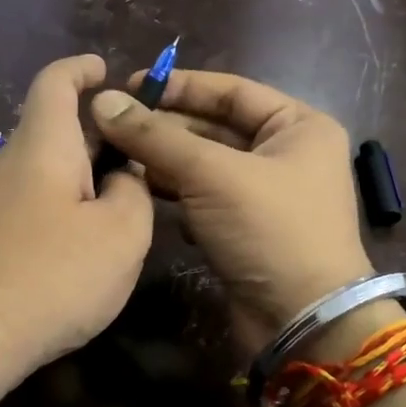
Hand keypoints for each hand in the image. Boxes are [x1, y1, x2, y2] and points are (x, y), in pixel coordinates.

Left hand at [0, 54, 153, 395]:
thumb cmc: (55, 275)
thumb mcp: (121, 233)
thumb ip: (133, 192)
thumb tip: (122, 179)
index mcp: (43, 146)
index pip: (55, 83)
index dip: (81, 68)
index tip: (106, 70)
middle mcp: (11, 164)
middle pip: (54, 128)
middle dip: (97, 132)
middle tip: (139, 152)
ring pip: (45, 170)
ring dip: (84, 174)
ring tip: (123, 200)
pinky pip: (34, 202)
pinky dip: (65, 204)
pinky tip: (86, 241)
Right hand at [91, 71, 371, 354]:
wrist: (302, 320)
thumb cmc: (270, 231)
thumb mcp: (212, 174)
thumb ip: (156, 137)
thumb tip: (103, 101)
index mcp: (298, 126)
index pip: (230, 91)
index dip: (179, 86)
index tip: (130, 85)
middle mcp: (286, 154)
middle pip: (215, 128)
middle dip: (166, 128)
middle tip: (113, 126)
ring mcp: (267, 195)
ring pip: (206, 167)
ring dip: (166, 163)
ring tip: (119, 159)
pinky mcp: (247, 230)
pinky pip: (206, 200)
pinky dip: (179, 197)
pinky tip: (149, 197)